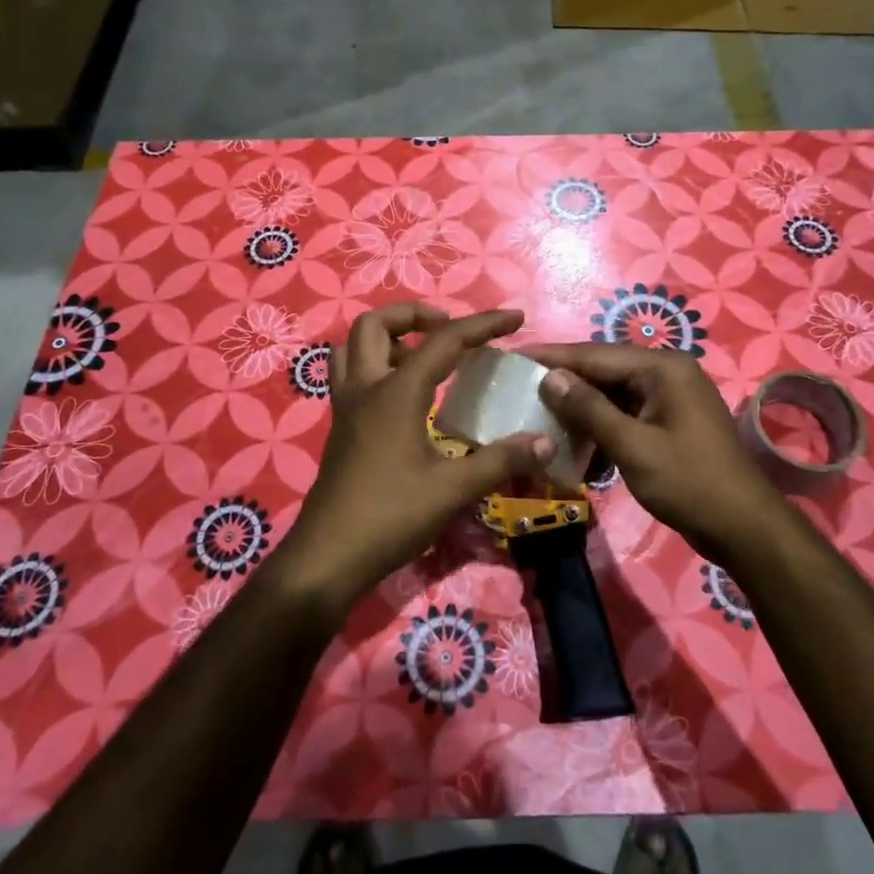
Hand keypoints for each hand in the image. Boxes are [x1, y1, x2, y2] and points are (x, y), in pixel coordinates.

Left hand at [276, 304, 554, 620]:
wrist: (328, 558)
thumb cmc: (390, 516)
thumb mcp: (452, 489)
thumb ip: (500, 460)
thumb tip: (544, 441)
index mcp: (396, 392)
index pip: (444, 341)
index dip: (483, 324)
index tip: (514, 318)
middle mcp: (366, 388)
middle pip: (375, 324)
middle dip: (415, 315)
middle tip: (449, 330)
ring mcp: (347, 408)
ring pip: (353, 347)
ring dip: (387, 338)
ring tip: (422, 355)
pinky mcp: (341, 428)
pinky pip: (351, 376)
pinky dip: (376, 366)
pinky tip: (406, 397)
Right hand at [521, 343, 792, 565]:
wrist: (744, 528)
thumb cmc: (689, 483)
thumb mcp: (633, 447)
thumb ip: (590, 409)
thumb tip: (550, 378)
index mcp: (663, 368)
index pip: (596, 354)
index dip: (554, 356)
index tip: (515, 356)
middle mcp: (667, 373)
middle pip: (604, 369)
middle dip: (564, 379)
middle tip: (520, 385)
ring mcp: (670, 397)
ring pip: (612, 392)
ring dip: (580, 404)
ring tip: (539, 409)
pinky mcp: (669, 421)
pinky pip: (626, 412)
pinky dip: (600, 423)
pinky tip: (574, 437)